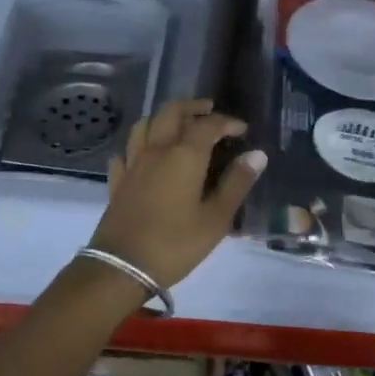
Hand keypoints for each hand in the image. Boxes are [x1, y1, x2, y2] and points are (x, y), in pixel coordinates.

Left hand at [87, 99, 267, 290]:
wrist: (121, 267)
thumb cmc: (176, 244)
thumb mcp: (216, 219)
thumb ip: (237, 183)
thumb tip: (257, 154)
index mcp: (184, 155)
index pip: (208, 125)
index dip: (227, 122)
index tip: (242, 129)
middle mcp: (157, 150)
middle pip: (172, 112)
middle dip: (193, 107)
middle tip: (209, 111)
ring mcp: (133, 163)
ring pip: (146, 124)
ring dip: (164, 118)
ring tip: (178, 124)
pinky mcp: (118, 181)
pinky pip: (127, 151)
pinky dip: (139, 144)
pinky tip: (145, 154)